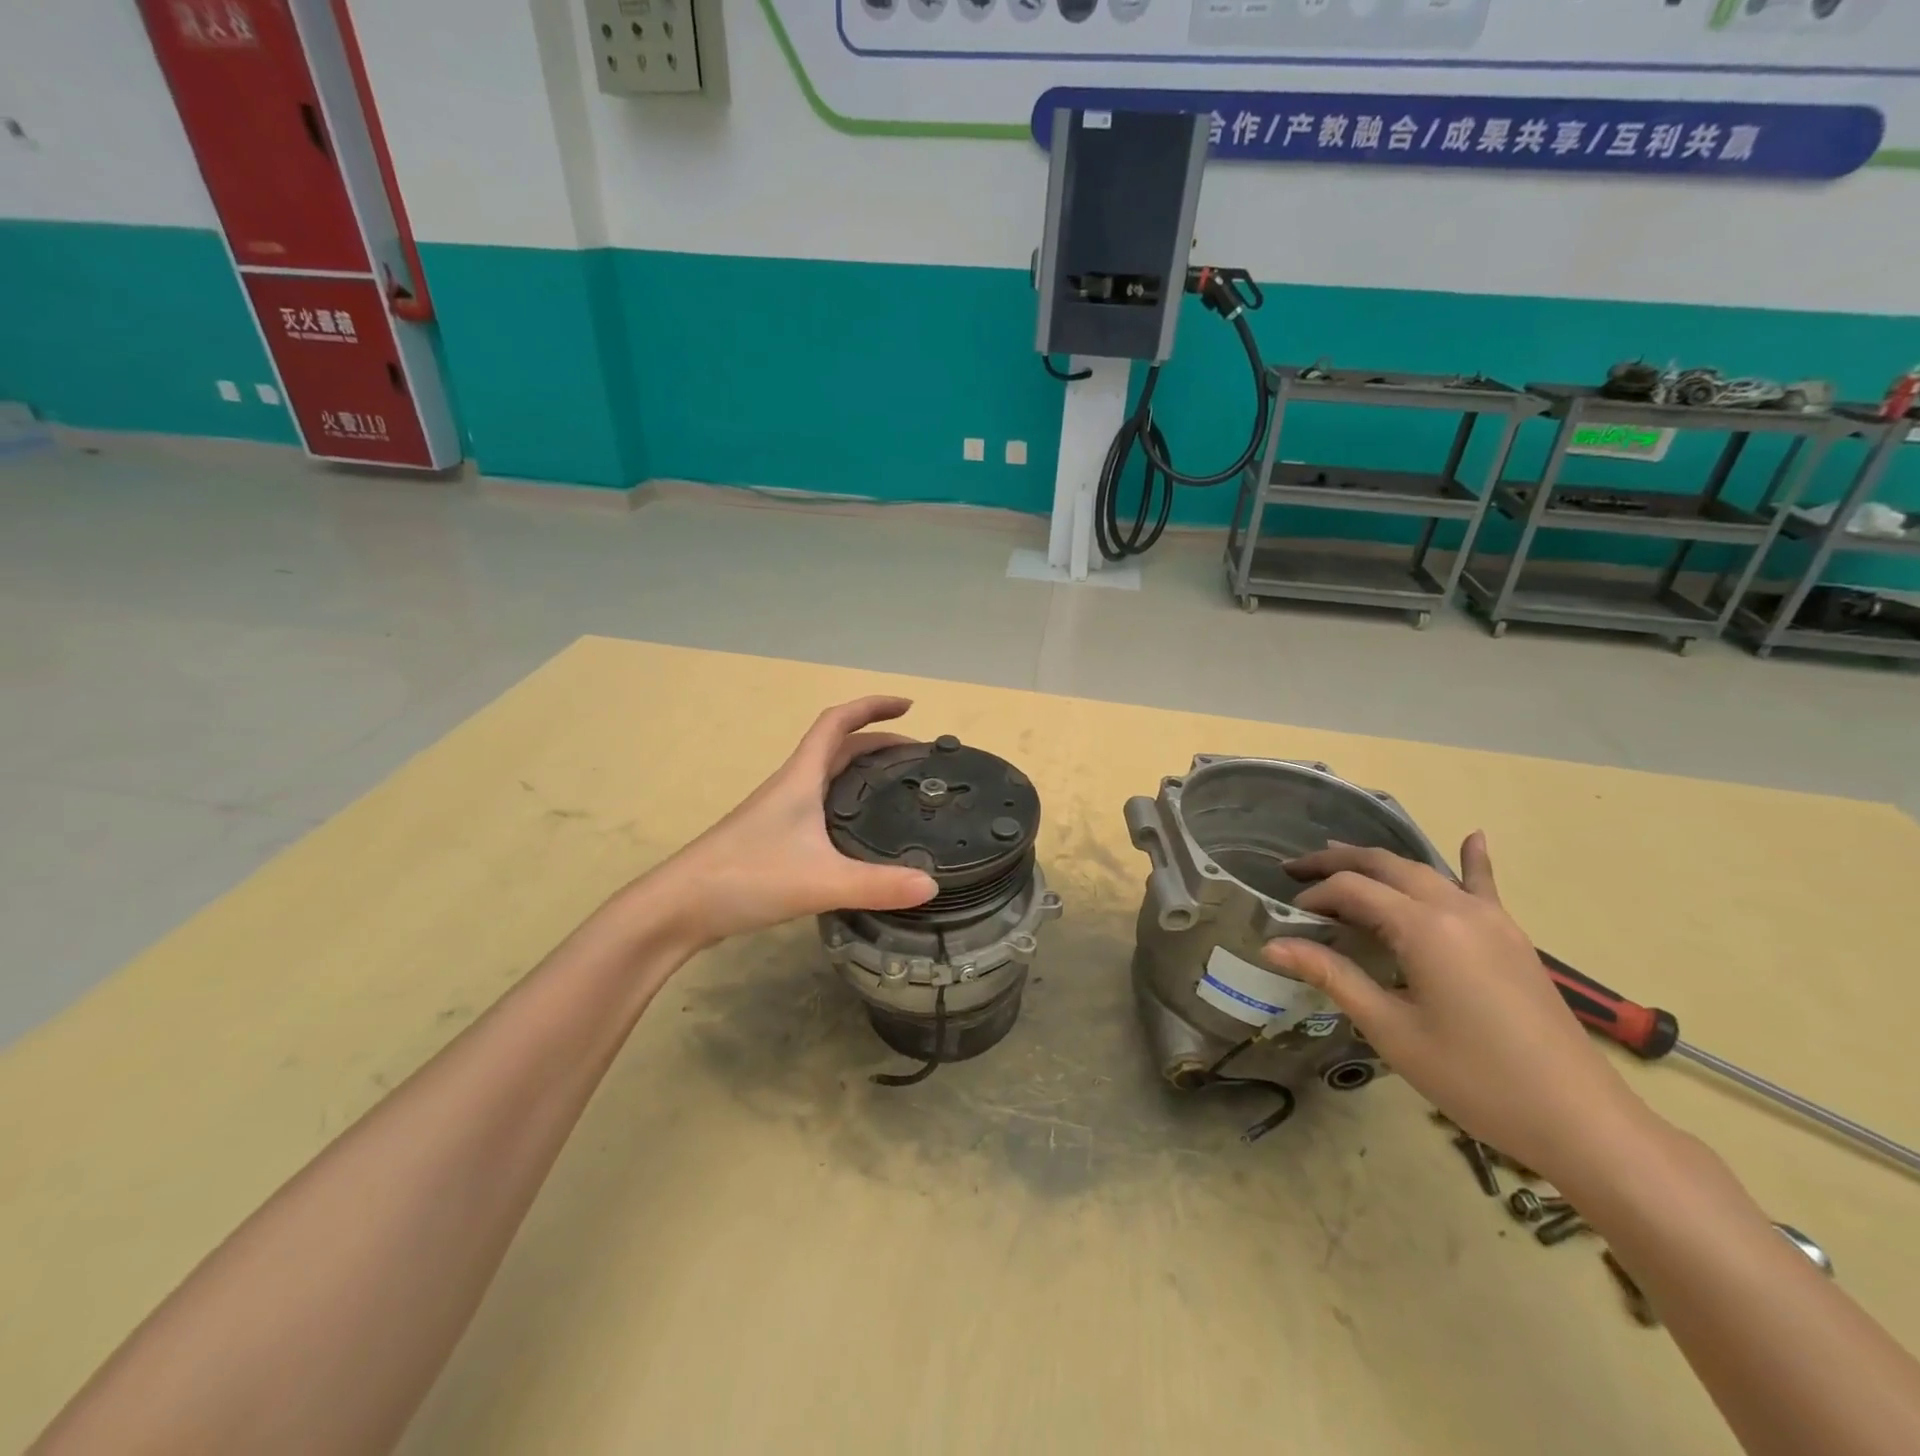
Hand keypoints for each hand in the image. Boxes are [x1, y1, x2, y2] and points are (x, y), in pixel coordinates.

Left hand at [650, 696, 937, 950]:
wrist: (679, 907)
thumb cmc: (746, 876)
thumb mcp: (820, 881)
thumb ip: (877, 885)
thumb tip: (932, 885)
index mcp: (801, 777)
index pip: (838, 723)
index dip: (872, 707)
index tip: (908, 707)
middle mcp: (791, 786)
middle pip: (837, 747)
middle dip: (878, 742)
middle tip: (915, 758)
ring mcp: (778, 812)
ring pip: (827, 776)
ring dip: (860, 769)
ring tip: (895, 787)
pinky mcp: (773, 838)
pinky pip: (819, 805)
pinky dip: (846, 802)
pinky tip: (859, 832)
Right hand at [1263, 834, 1654, 1179]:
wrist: (1579, 1120)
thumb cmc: (1474, 1078)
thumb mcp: (1391, 1029)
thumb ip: (1332, 976)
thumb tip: (1272, 945)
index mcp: (1425, 928)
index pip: (1353, 890)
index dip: (1314, 897)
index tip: (1287, 917)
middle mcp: (1457, 909)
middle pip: (1386, 866)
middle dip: (1337, 863)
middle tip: (1295, 869)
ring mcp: (1491, 920)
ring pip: (1424, 871)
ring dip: (1380, 862)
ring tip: (1340, 858)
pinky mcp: (1512, 938)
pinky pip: (1484, 887)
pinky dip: (1471, 860)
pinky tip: (1473, 836)